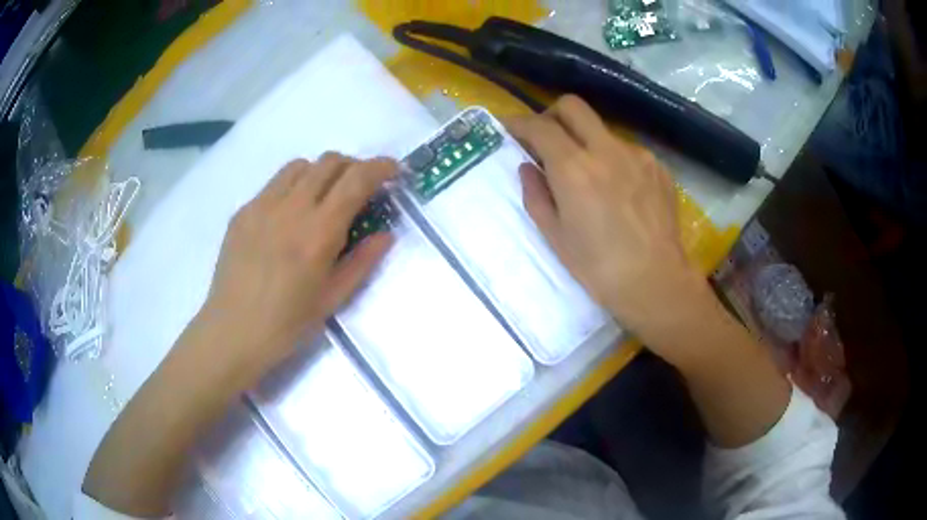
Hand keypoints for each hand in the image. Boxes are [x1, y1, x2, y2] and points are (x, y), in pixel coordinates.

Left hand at [197, 153, 395, 387]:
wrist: (232, 332)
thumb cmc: (287, 324)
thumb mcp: (333, 299)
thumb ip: (363, 262)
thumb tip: (386, 234)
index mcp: (318, 232)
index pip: (356, 179)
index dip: (380, 167)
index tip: (393, 170)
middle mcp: (291, 207)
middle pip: (329, 161)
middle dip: (353, 166)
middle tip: (360, 188)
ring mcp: (262, 205)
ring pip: (300, 166)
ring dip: (321, 172)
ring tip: (324, 197)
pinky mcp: (243, 211)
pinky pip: (274, 184)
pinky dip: (293, 187)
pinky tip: (289, 216)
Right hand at [507, 96, 714, 361]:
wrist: (656, 282)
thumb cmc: (599, 268)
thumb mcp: (555, 236)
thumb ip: (536, 195)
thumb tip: (528, 167)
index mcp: (574, 168)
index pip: (539, 126)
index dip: (519, 123)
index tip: (509, 128)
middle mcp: (606, 150)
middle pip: (573, 107)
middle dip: (552, 115)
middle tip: (546, 139)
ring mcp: (637, 155)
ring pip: (602, 130)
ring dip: (586, 141)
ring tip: (589, 177)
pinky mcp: (658, 167)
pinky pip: (627, 151)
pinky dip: (613, 160)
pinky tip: (619, 191)